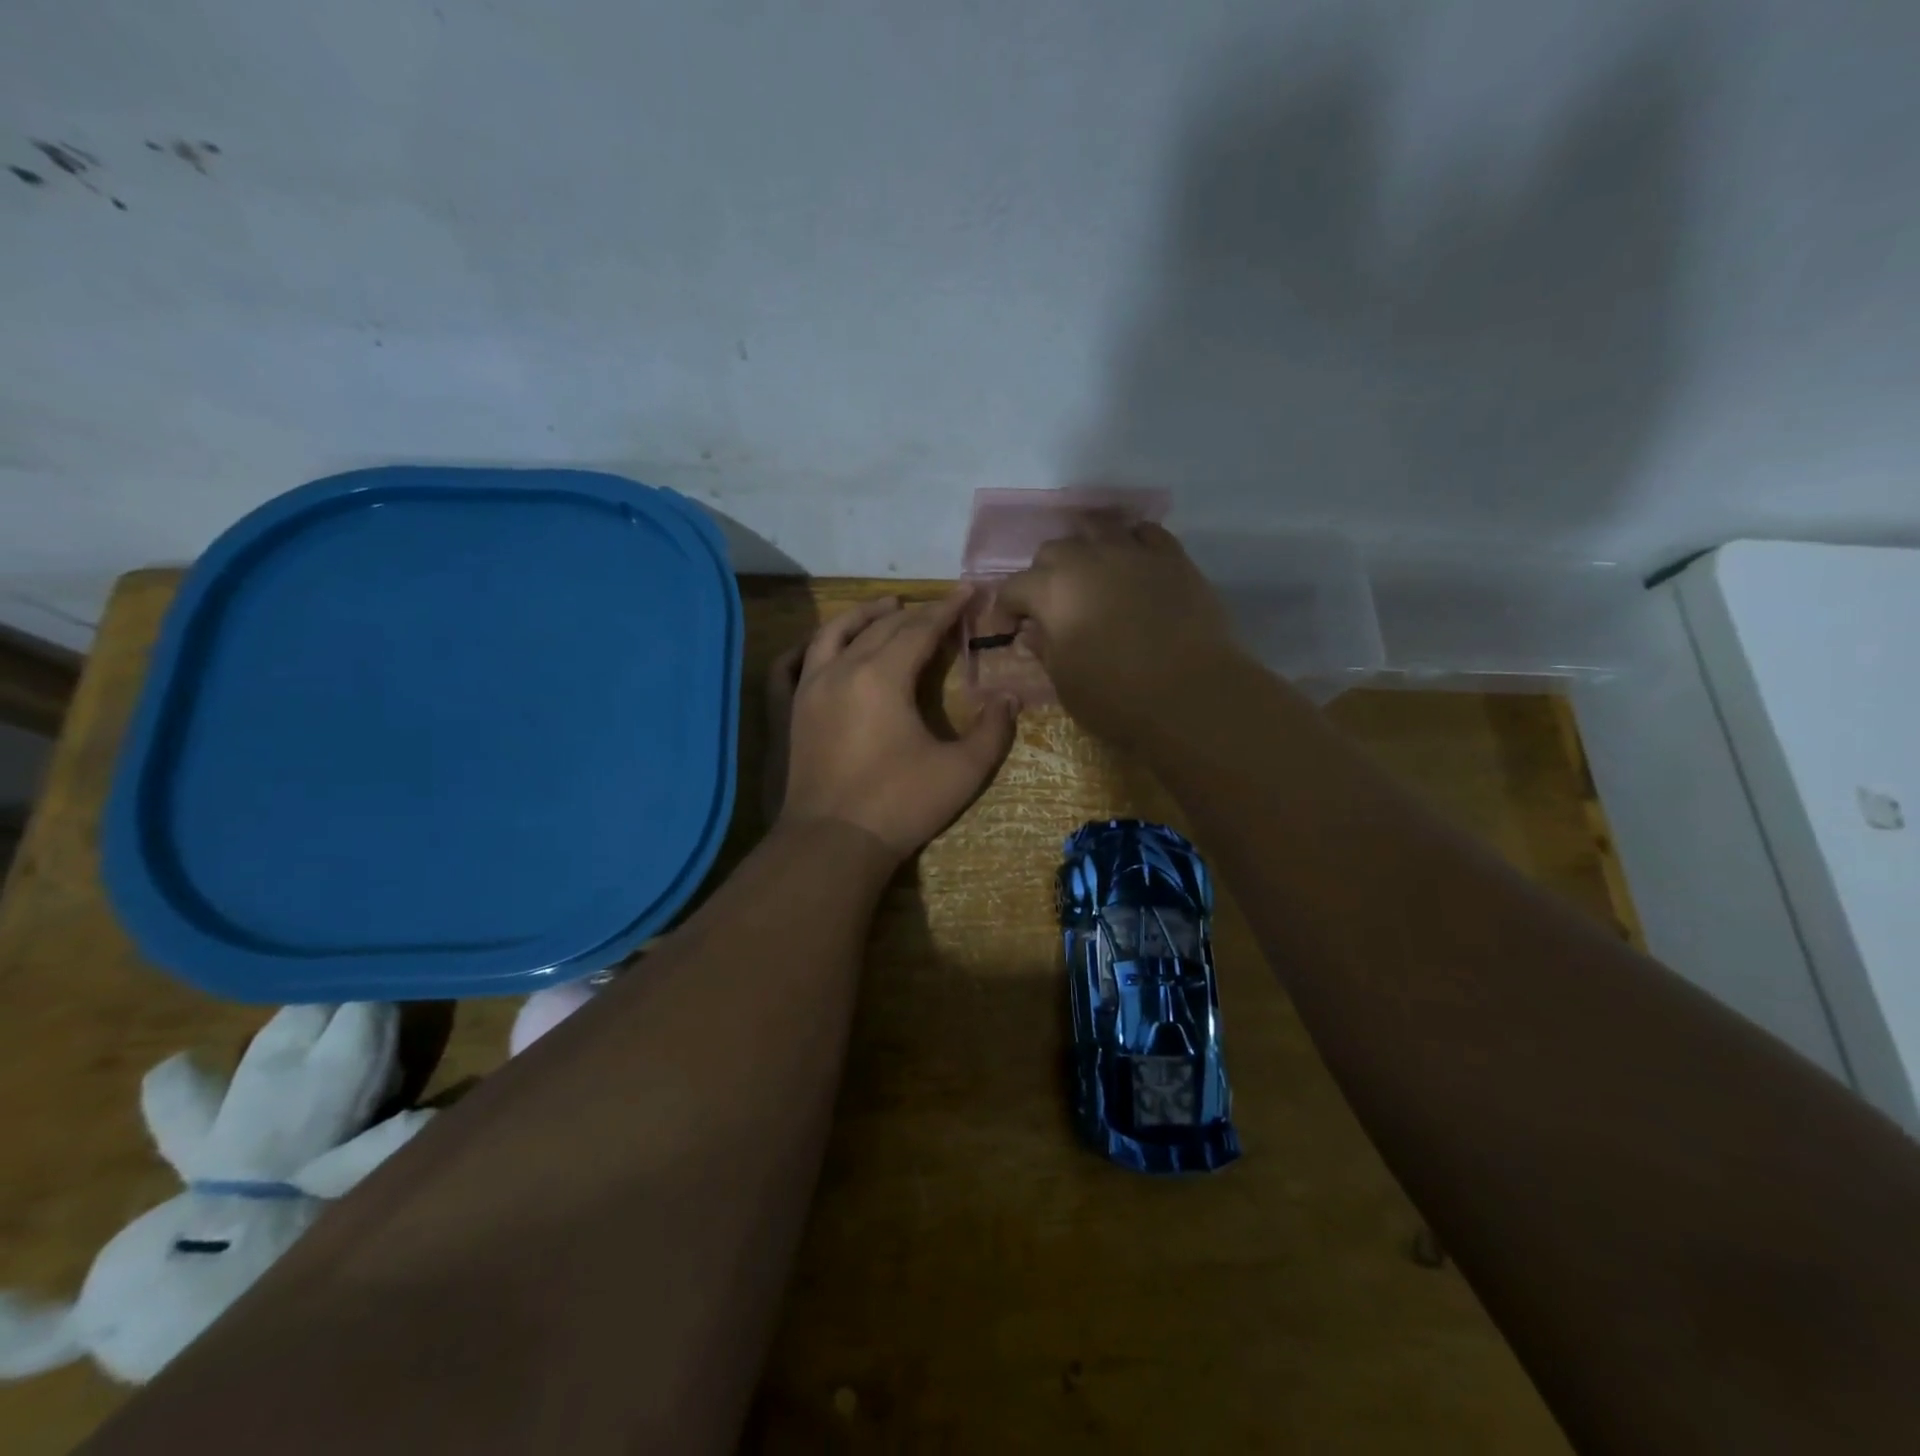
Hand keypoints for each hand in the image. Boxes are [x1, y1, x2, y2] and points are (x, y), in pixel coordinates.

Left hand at [774, 588, 1018, 857]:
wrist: (833, 842)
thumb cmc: (901, 804)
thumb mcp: (962, 771)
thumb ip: (992, 731)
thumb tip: (1009, 698)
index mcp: (882, 677)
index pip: (919, 629)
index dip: (947, 609)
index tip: (967, 592)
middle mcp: (842, 670)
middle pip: (881, 627)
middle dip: (915, 612)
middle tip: (940, 606)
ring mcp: (811, 688)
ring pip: (835, 632)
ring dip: (865, 615)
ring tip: (888, 606)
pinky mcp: (794, 709)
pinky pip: (801, 659)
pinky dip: (821, 642)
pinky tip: (831, 643)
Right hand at [989, 520, 1244, 745]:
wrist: (1192, 694)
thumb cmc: (1117, 697)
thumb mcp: (1065, 682)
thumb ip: (1045, 648)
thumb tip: (1034, 632)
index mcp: (1053, 590)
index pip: (1014, 588)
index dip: (1004, 609)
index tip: (1007, 630)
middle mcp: (1088, 558)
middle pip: (1053, 551)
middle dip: (1043, 575)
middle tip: (1050, 606)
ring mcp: (1132, 552)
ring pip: (1096, 529)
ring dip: (1084, 549)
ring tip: (1088, 573)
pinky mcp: (1172, 558)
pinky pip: (1145, 534)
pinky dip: (1130, 543)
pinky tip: (1131, 563)